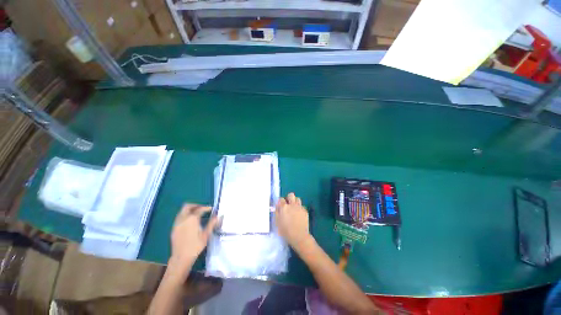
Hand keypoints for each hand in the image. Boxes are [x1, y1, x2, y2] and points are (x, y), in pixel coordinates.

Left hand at [169, 204, 217, 270]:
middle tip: (202, 208)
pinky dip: (185, 215)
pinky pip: (179, 217)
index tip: (211, 209)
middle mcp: (183, 219)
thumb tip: (218, 216)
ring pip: (182, 211)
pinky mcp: (173, 228)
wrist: (181, 258)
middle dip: (195, 205)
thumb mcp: (206, 234)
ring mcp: (177, 223)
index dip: (206, 208)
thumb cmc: (195, 246)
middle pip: (187, 206)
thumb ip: (212, 223)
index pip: (200, 209)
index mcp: (192, 219)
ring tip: (196, 214)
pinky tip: (189, 221)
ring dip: (189, 210)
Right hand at [275, 193, 311, 247]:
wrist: (299, 236)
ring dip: (295, 202)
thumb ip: (277, 212)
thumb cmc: (286, 231)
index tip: (280, 206)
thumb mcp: (277, 222)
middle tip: (288, 204)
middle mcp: (292, 205)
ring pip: (298, 199)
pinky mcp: (305, 211)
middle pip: (291, 195)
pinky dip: (300, 208)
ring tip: (294, 208)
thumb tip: (277, 206)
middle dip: (289, 198)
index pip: (281, 199)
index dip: (280, 202)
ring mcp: (299, 207)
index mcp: (284, 207)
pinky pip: (302, 206)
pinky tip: (299, 215)